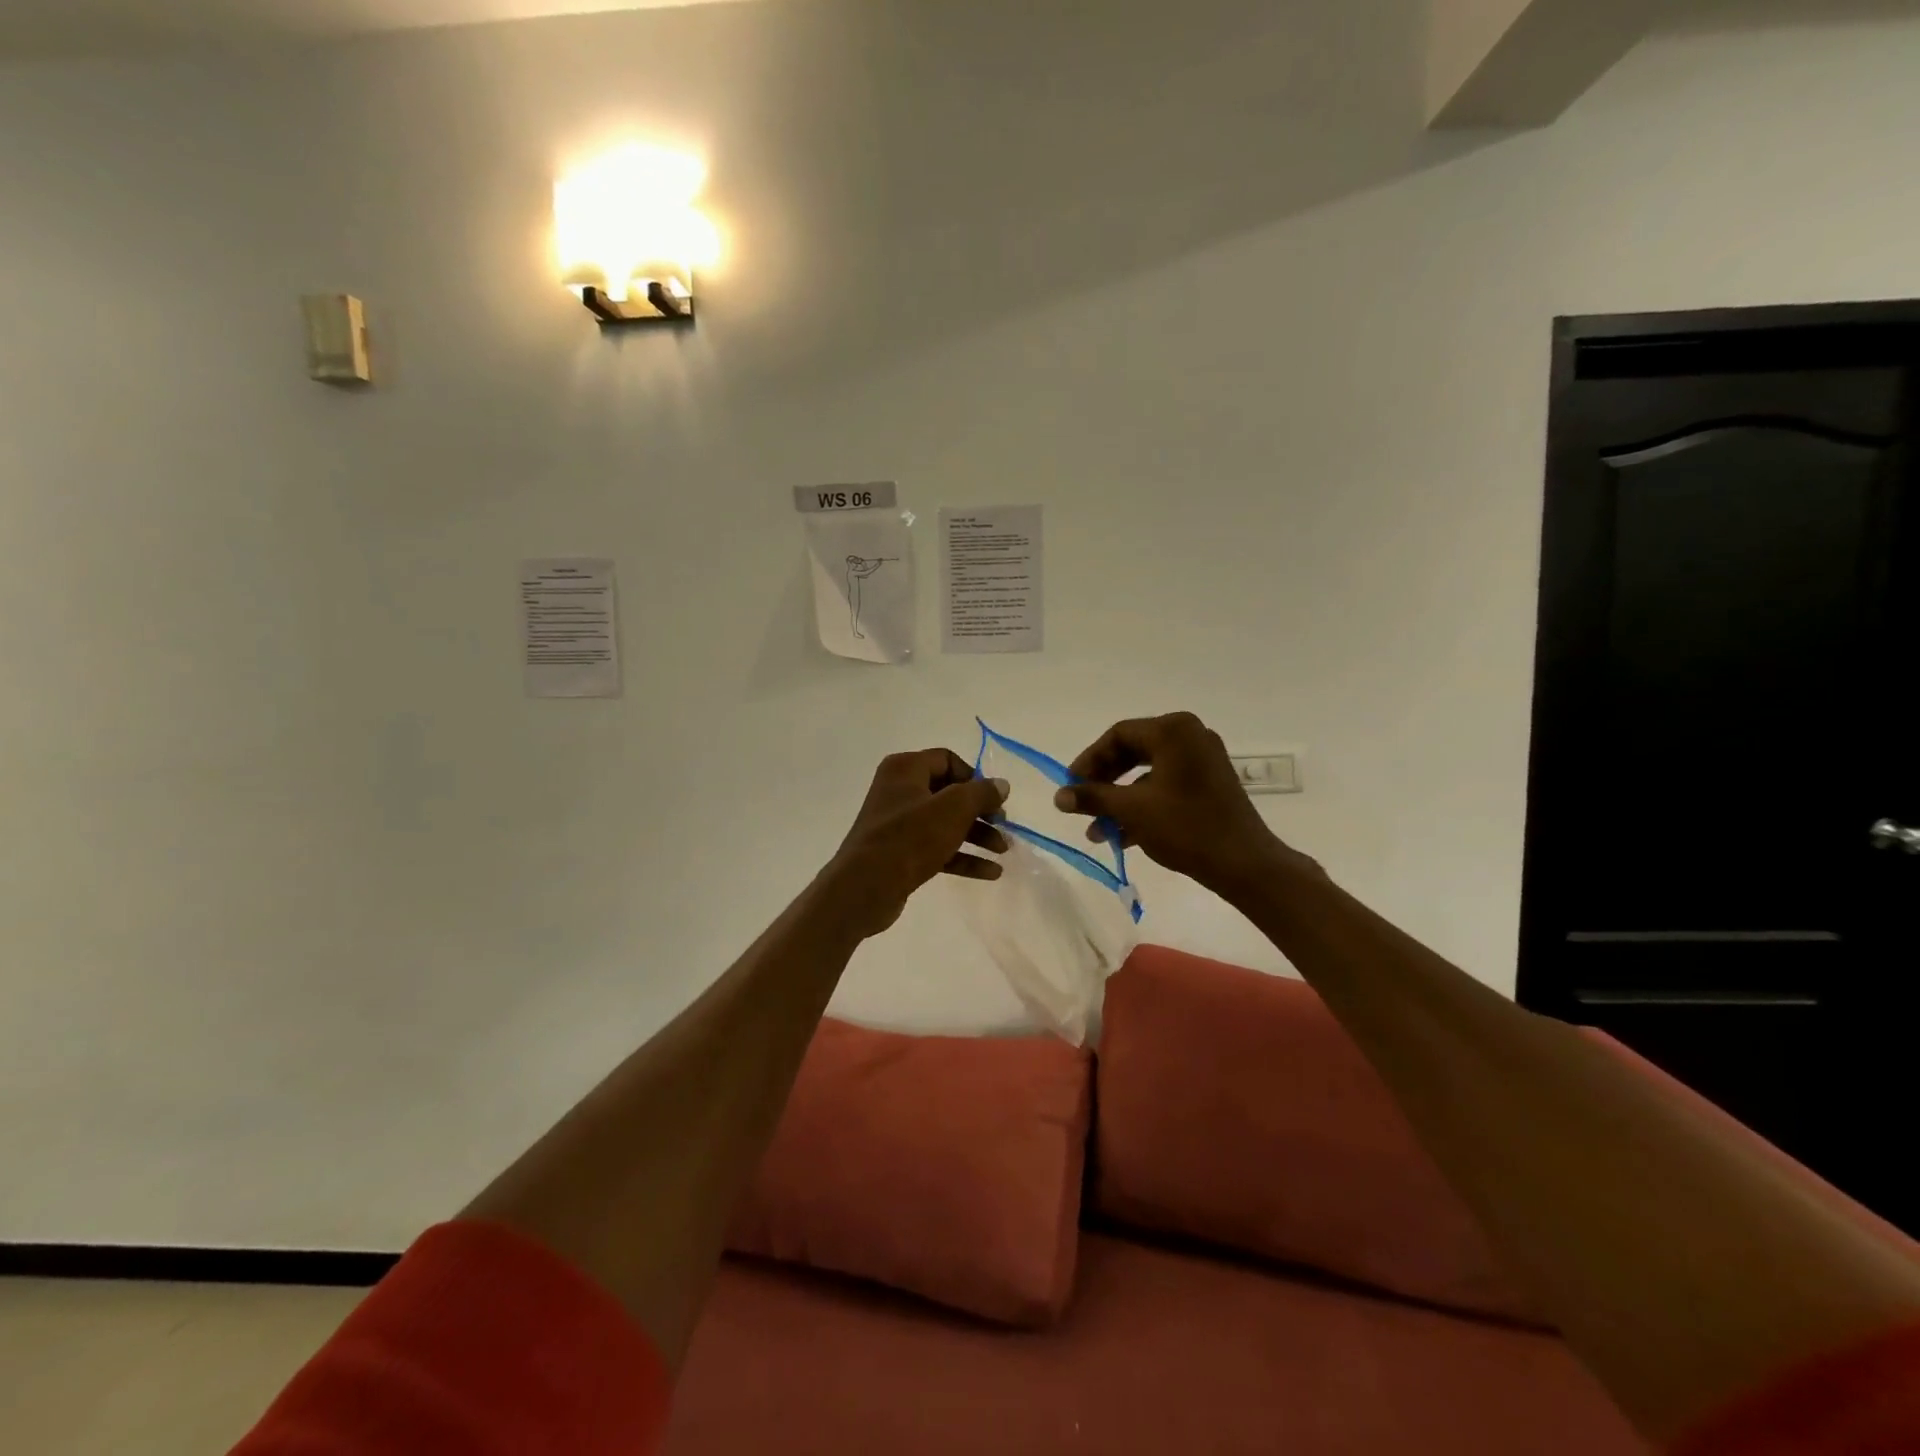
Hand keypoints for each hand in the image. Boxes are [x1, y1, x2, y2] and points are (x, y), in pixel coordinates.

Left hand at [823, 749, 1009, 938]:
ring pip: (945, 823)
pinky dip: (963, 857)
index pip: (948, 760)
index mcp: (905, 769)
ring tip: (1003, 851)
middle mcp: (899, 791)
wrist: (865, 888)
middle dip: (980, 811)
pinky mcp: (900, 853)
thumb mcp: (953, 809)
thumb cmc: (910, 838)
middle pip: (949, 793)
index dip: (974, 777)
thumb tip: (1001, 784)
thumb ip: (981, 793)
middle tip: (1003, 826)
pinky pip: (938, 848)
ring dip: (976, 835)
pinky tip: (990, 872)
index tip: (993, 800)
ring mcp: (898, 824)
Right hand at [1054, 713, 1311, 893]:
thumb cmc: (1185, 827)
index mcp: (1173, 731)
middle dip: (1103, 782)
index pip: (1118, 735)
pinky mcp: (1209, 784)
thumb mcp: (1131, 810)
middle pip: (1132, 752)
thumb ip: (1092, 797)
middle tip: (1081, 803)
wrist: (1243, 863)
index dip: (1088, 761)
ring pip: (1147, 773)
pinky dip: (1142, 805)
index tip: (1070, 786)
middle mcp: (1190, 736)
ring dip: (1119, 800)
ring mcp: (1203, 760)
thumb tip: (1059, 796)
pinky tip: (1122, 836)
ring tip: (1097, 831)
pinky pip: (1165, 786)